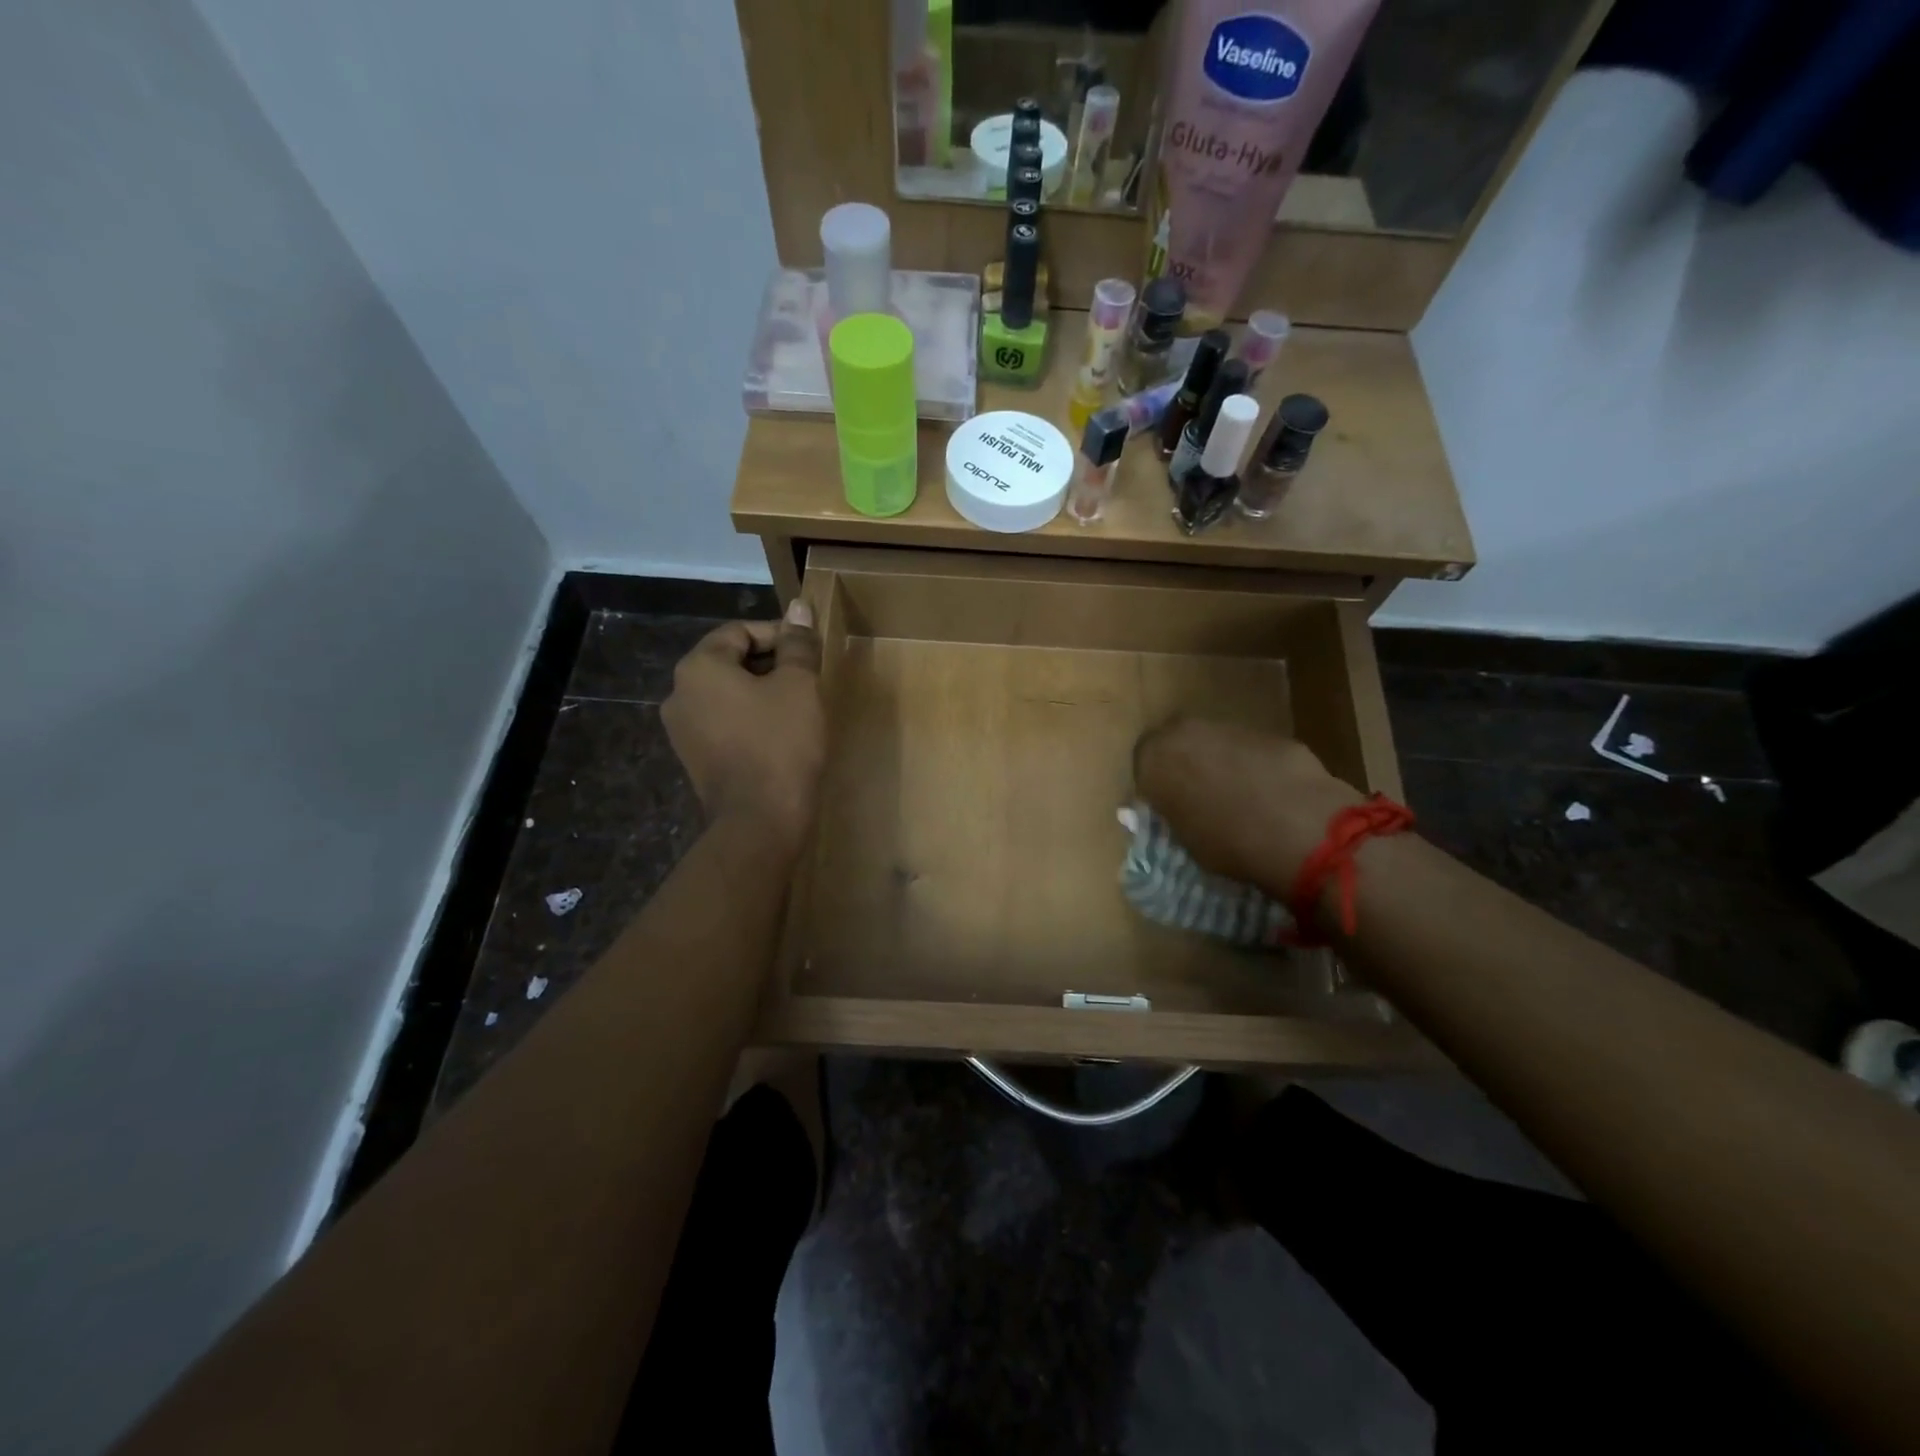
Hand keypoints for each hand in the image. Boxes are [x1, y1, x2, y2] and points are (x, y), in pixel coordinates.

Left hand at [662, 600, 826, 853]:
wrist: (759, 822)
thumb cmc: (781, 744)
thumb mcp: (798, 686)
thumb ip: (797, 644)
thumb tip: (799, 607)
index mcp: (699, 667)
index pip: (739, 631)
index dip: (779, 635)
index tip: (810, 651)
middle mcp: (679, 693)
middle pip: (729, 661)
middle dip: (770, 664)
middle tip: (808, 679)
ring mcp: (682, 730)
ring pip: (727, 694)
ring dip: (761, 693)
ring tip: (798, 707)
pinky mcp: (693, 759)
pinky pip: (723, 723)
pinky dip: (749, 719)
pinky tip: (778, 735)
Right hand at [1133, 718, 1361, 892]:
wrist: (1297, 827)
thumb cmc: (1226, 841)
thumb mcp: (1182, 837)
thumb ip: (1173, 813)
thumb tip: (1175, 808)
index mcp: (1154, 756)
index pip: (1142, 765)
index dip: (1155, 786)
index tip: (1166, 807)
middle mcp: (1186, 731)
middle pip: (1179, 745)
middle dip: (1186, 765)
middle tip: (1198, 798)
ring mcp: (1231, 728)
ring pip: (1217, 745)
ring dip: (1222, 765)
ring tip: (1238, 801)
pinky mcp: (1271, 734)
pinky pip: (1252, 752)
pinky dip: (1255, 769)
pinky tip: (1271, 798)